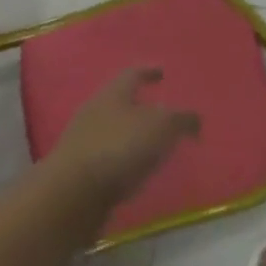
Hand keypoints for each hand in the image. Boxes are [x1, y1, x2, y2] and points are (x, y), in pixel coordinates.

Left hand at [44, 68, 199, 212]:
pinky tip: (137, 172)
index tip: (162, 72)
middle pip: (121, 102)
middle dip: (142, 106)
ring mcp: (83, 141)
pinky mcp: (78, 171)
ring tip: (155, 147)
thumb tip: (194, 121)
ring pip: (113, 130)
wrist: (71, 194)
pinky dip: (124, 161)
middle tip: (164, 114)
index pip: (133, 74)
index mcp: (113, 93)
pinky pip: (107, 158)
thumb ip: (181, 120)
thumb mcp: (161, 128)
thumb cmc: (119, 148)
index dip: (149, 71)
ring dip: (133, 136)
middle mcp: (95, 111)